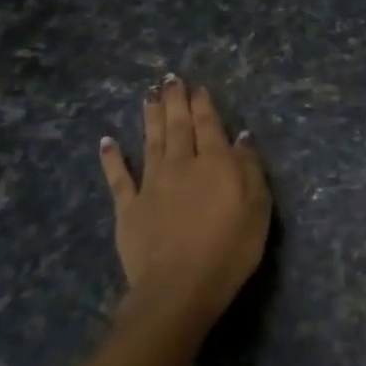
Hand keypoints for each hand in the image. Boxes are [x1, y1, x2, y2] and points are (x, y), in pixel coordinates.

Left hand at [98, 76, 270, 330]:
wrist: (180, 287)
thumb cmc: (231, 248)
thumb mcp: (258, 207)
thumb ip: (250, 168)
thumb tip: (241, 137)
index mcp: (215, 163)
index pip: (209, 125)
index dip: (203, 104)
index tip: (197, 86)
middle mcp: (181, 165)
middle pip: (178, 126)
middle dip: (175, 101)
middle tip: (170, 78)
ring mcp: (151, 185)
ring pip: (151, 142)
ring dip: (150, 117)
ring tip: (148, 95)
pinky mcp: (128, 208)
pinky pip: (119, 178)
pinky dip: (112, 157)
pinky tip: (107, 141)